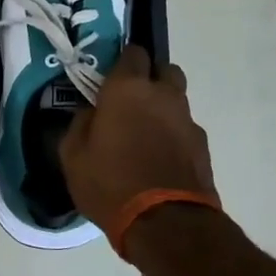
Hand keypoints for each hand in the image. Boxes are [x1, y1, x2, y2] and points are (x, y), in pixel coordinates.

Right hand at [59, 45, 217, 249]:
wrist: (165, 223)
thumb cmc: (110, 183)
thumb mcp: (73, 156)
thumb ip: (80, 124)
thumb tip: (91, 113)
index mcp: (127, 89)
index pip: (133, 52)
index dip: (122, 61)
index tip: (110, 78)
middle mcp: (163, 95)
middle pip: (164, 69)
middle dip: (150, 78)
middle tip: (130, 101)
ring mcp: (187, 119)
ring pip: (177, 99)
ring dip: (163, 108)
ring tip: (145, 135)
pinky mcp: (202, 145)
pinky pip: (185, 128)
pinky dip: (173, 135)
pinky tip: (160, 159)